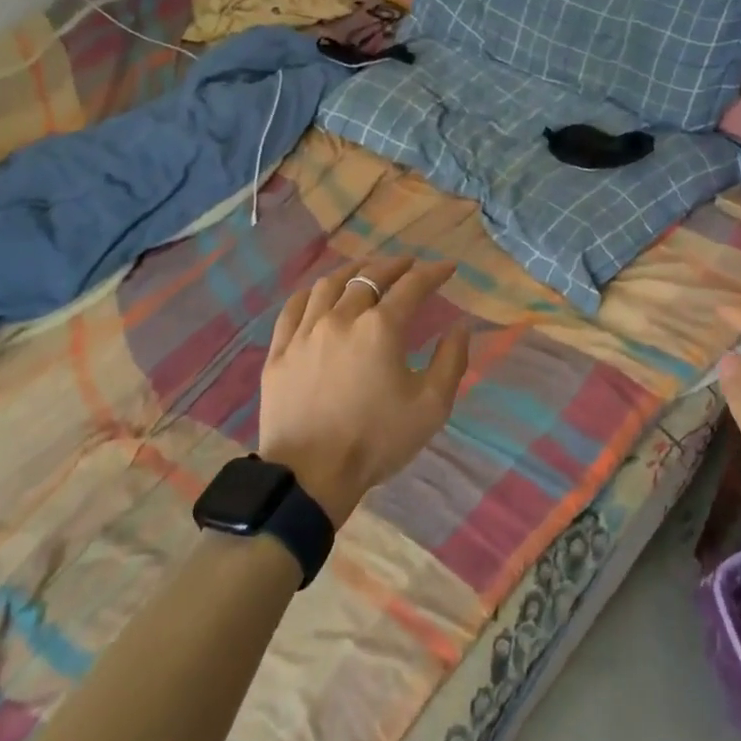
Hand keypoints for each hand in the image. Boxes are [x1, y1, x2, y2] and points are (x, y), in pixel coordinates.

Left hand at [259, 255, 470, 526]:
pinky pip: (294, 307)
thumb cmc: (376, 441)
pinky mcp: (280, 351)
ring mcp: (305, 332)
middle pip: (369, 277)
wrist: (310, 475)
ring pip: (329, 285)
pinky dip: (312, 292)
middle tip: (408, 265)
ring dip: (353, 272)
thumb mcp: (431, 407)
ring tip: (365, 271)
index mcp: (380, 328)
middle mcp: (341, 317)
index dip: (433, 273)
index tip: (447, 268)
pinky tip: (319, 293)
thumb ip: (451, 361)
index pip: (412, 286)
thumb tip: (460, 327)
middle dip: (394, 266)